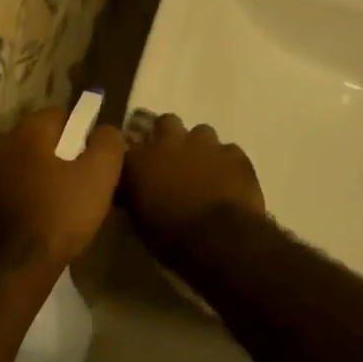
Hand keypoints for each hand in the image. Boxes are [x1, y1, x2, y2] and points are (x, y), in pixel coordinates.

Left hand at [0, 108, 124, 275]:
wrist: (13, 268)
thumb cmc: (60, 213)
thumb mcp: (100, 174)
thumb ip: (108, 142)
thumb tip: (105, 131)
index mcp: (26, 130)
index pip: (63, 115)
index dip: (85, 135)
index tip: (97, 162)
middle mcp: (1, 144)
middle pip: (44, 140)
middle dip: (66, 156)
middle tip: (86, 184)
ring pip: (30, 165)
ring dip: (48, 177)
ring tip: (69, 205)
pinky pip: (18, 188)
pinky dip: (33, 196)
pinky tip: (48, 218)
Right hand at [121, 114, 266, 239]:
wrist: (219, 239)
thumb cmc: (171, 237)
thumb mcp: (140, 221)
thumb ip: (136, 194)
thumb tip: (135, 188)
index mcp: (141, 158)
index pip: (128, 142)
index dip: (135, 152)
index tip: (138, 164)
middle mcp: (170, 141)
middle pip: (166, 122)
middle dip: (169, 136)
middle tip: (173, 158)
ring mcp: (206, 144)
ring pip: (201, 132)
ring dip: (200, 148)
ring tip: (204, 170)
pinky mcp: (235, 153)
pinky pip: (229, 151)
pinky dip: (227, 163)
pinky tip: (229, 181)